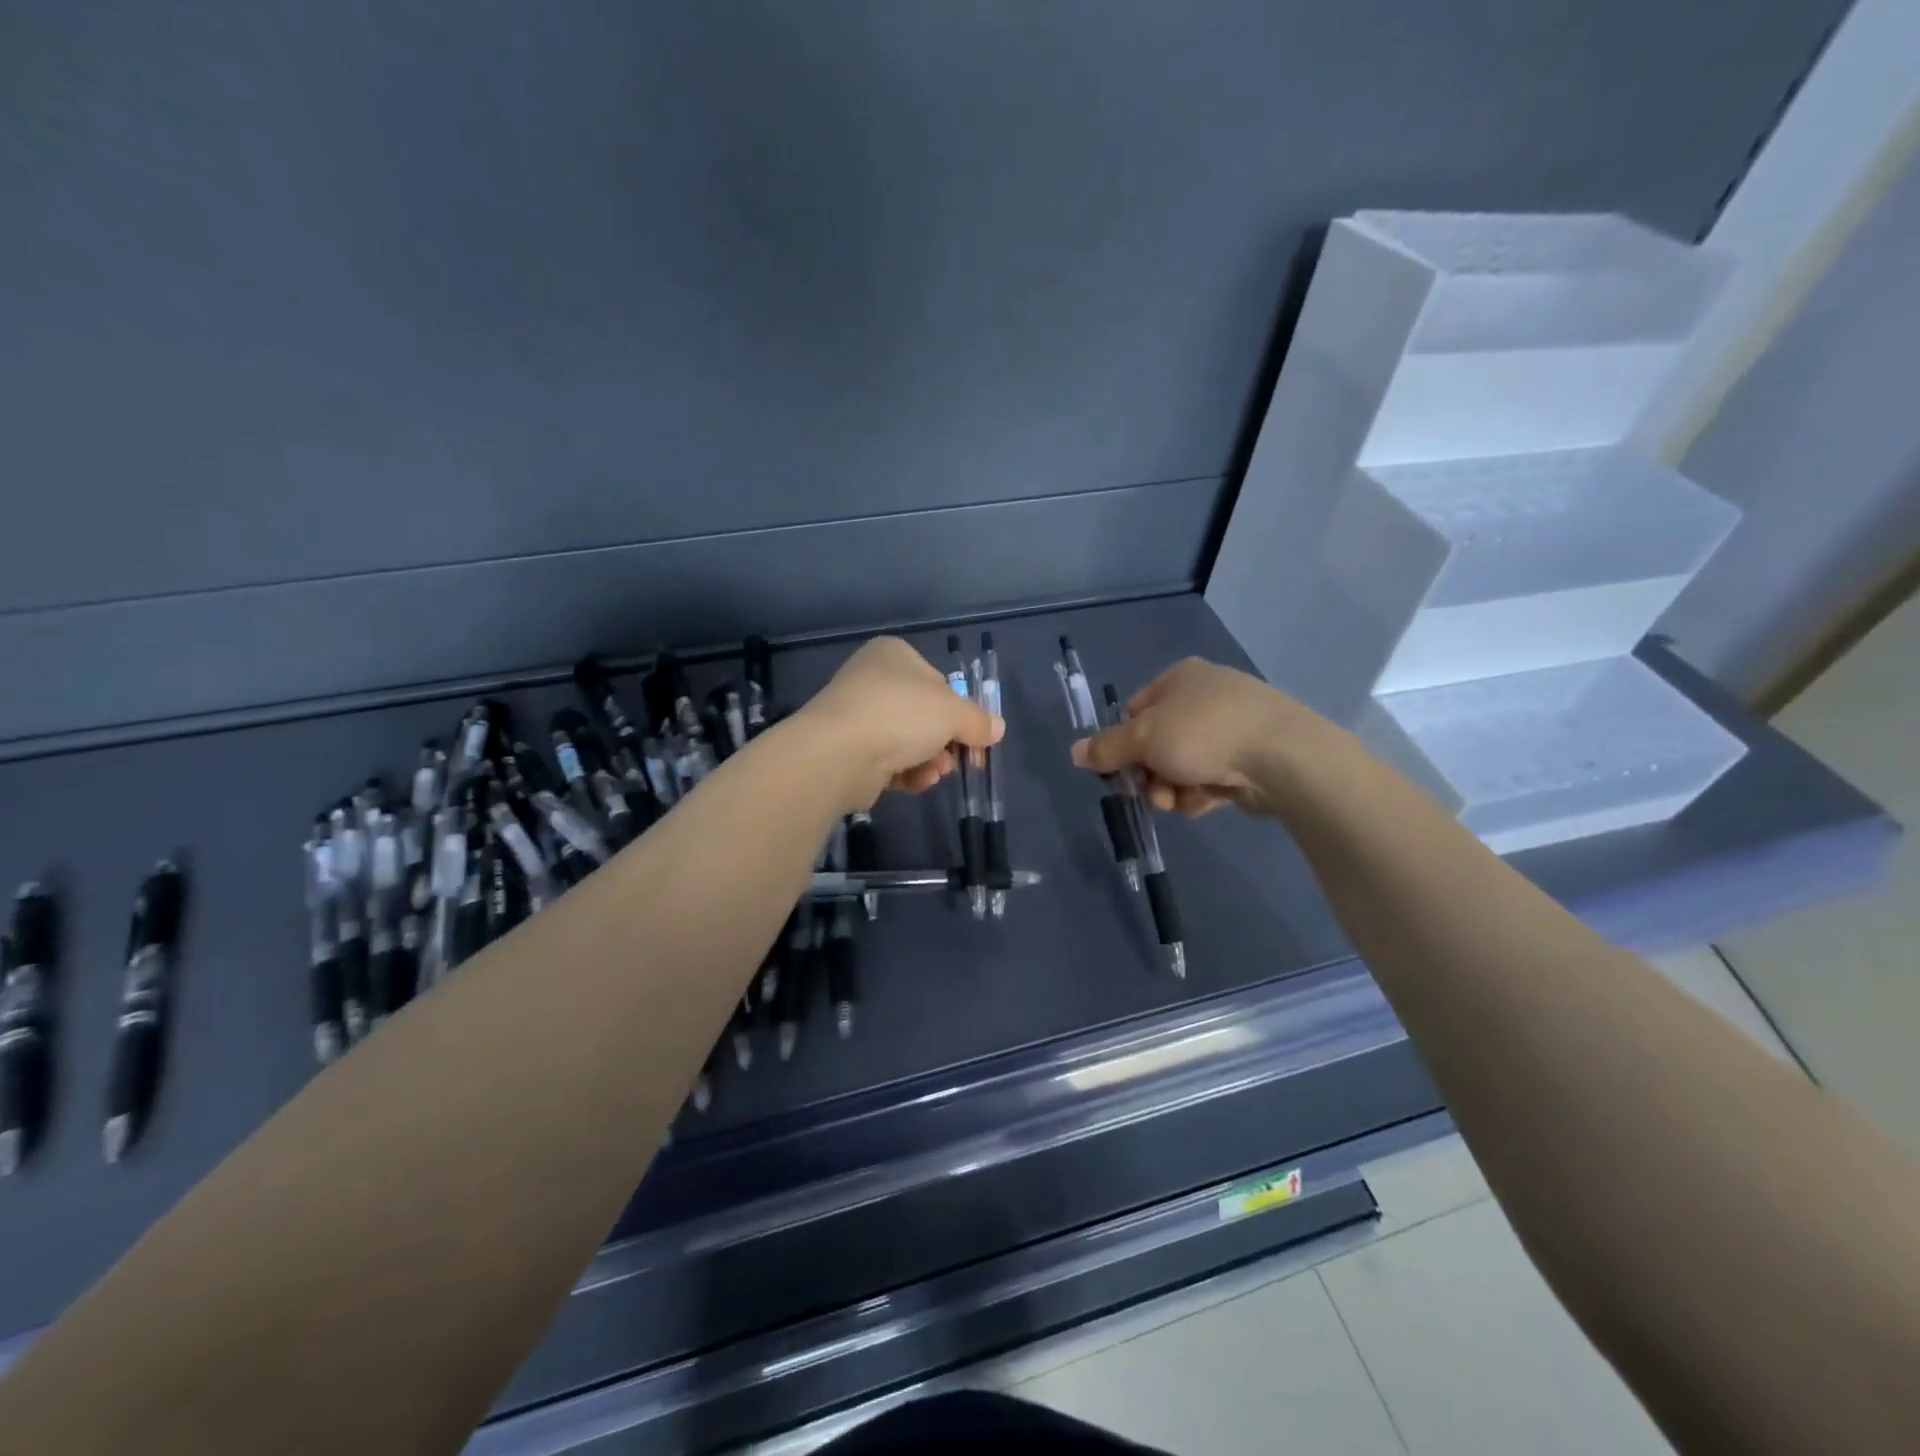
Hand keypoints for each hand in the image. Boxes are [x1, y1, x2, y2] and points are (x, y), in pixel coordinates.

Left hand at [798, 637, 1003, 809]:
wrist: (839, 753)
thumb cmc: (901, 715)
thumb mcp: (953, 713)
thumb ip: (978, 720)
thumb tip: (996, 729)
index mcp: (894, 654)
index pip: (938, 681)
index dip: (960, 710)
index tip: (975, 735)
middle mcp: (872, 679)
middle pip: (924, 714)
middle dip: (945, 741)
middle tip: (960, 759)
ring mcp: (856, 715)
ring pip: (907, 740)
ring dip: (929, 760)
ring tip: (934, 772)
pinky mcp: (847, 750)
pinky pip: (887, 761)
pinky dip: (905, 772)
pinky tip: (914, 781)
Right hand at [1069, 657, 1325, 817]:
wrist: (1282, 757)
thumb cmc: (1203, 734)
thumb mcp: (1143, 738)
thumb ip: (1107, 748)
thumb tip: (1074, 752)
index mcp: (1180, 678)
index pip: (1135, 711)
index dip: (1123, 743)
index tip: (1119, 770)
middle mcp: (1206, 696)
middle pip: (1158, 742)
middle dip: (1149, 774)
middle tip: (1150, 793)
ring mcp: (1233, 726)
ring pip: (1183, 765)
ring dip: (1172, 789)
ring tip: (1179, 802)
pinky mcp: (1252, 757)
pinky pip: (1211, 777)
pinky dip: (1202, 793)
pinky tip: (1207, 802)